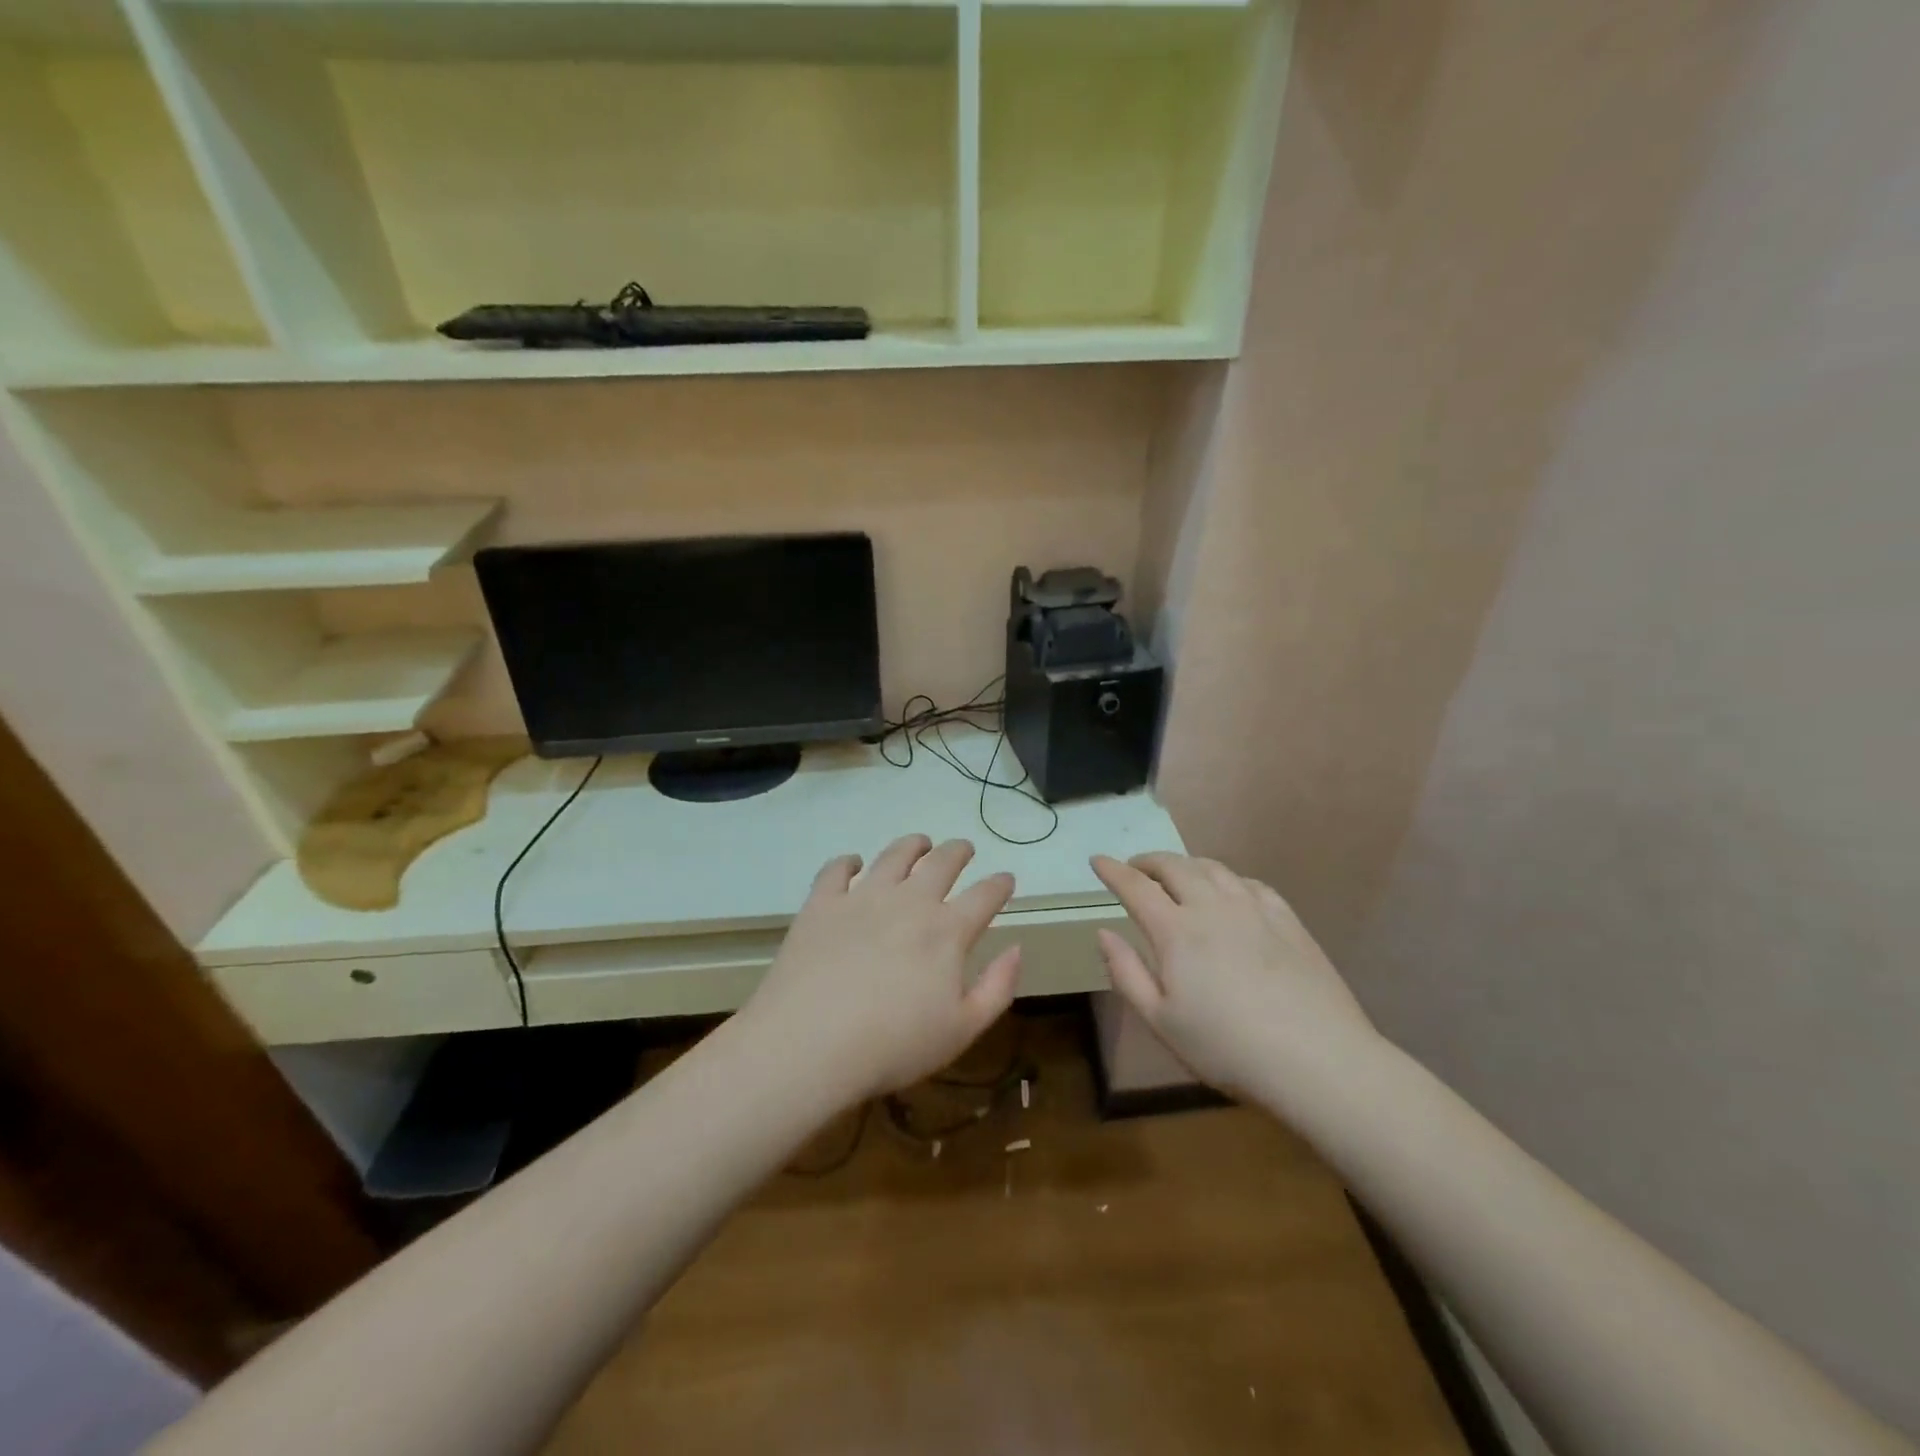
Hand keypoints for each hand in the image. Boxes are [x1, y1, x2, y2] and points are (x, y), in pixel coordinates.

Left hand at [741, 835, 1021, 1103]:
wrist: (811, 1044)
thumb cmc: (894, 1045)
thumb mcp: (962, 1029)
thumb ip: (997, 987)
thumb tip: (1017, 948)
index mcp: (947, 931)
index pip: (985, 895)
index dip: (1000, 884)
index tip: (1006, 879)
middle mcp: (909, 901)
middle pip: (942, 862)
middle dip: (959, 851)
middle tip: (964, 849)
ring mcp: (863, 897)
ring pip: (894, 855)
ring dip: (913, 845)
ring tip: (919, 843)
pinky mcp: (822, 903)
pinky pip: (837, 869)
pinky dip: (848, 862)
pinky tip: (853, 864)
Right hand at [1091, 853, 1377, 1096]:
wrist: (1318, 1061)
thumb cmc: (1227, 1048)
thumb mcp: (1161, 1022)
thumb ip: (1126, 973)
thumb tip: (1104, 933)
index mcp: (1176, 931)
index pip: (1136, 886)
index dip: (1112, 870)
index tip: (1097, 860)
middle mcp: (1212, 907)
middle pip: (1174, 866)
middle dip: (1148, 862)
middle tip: (1135, 869)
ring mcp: (1254, 909)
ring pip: (1212, 868)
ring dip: (1186, 864)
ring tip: (1176, 875)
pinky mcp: (1287, 920)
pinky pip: (1249, 883)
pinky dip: (1227, 878)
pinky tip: (1228, 891)